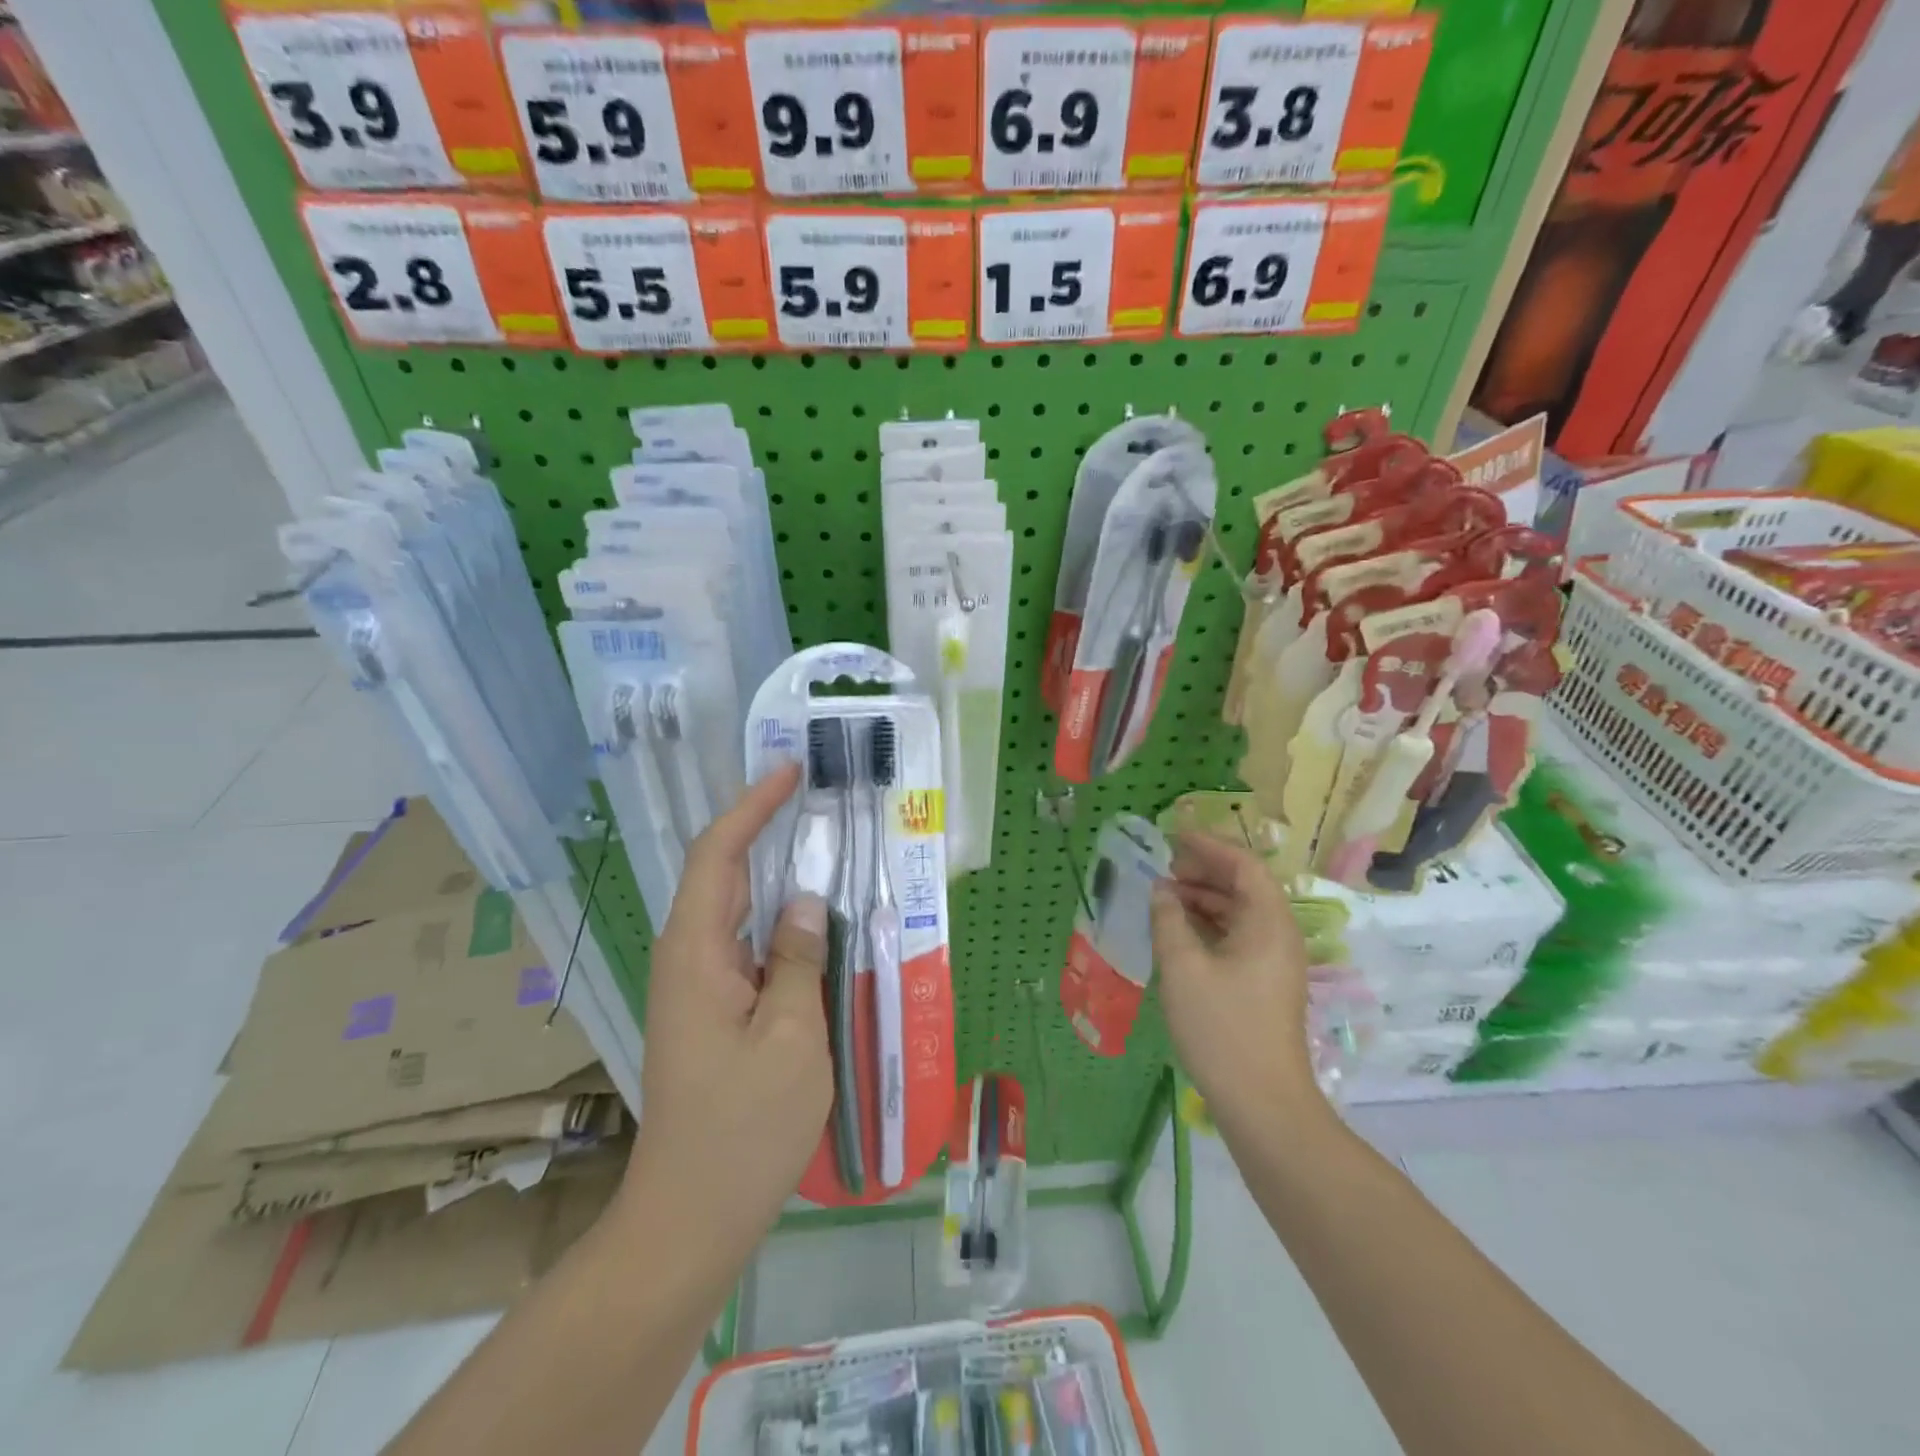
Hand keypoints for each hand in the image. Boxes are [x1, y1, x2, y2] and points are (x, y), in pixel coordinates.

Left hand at [622, 762, 831, 1257]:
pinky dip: (778, 918)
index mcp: (696, 954)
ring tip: (820, 842)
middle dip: (761, 826)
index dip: (751, 807)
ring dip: (772, 871)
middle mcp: (688, 959)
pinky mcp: (713, 1010)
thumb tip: (809, 901)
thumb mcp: (791, 1038)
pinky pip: (747, 944)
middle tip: (813, 796)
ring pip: (735, 909)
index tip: (789, 772)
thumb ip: (801, 960)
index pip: (717, 855)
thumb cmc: (744, 1130)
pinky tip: (814, 921)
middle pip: (720, 873)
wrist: (691, 1217)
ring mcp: (698, 987)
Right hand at [1149, 832, 1323, 1134]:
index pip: (1243, 864)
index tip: (1172, 836)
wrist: (1262, 1102)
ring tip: (1165, 897)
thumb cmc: (1221, 1028)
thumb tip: (1162, 889)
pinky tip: (1181, 931)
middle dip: (1204, 870)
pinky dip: (1211, 923)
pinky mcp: (1267, 982)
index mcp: (1268, 921)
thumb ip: (1168, 919)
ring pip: (1241, 911)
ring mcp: (1276, 960)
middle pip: (1245, 885)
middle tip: (1164, 868)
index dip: (1208, 845)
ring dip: (1205, 898)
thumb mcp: (1182, 967)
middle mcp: (1279, 933)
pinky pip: (1239, 935)